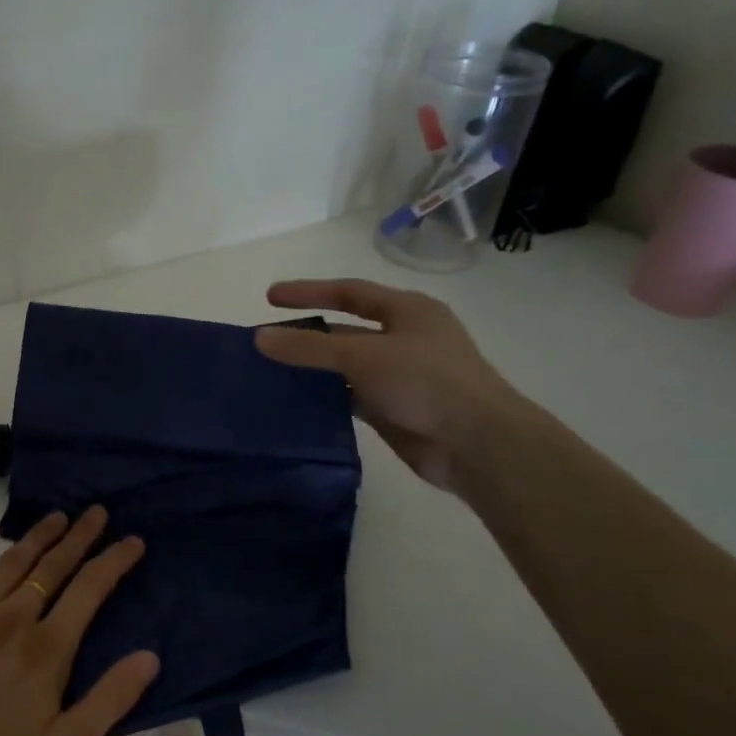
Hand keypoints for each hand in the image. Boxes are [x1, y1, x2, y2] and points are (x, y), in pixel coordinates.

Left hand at [0, 507, 156, 735]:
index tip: (132, 540)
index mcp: (47, 648)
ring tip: (55, 517)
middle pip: (53, 566)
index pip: (90, 589)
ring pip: (10, 562)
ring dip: (36, 536)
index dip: (114, 560)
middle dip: (79, 536)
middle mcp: (12, 619)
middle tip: (96, 511)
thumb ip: (110, 699)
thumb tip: (150, 656)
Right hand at [254, 278, 523, 493]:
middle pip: (344, 332)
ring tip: (270, 374)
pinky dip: (325, 398)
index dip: (309, 292)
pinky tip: (295, 403)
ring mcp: (399, 376)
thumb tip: (260, 337)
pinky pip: (350, 397)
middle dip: (306, 336)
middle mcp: (404, 339)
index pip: (349, 292)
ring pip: (345, 367)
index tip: (270, 297)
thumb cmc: (426, 382)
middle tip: (265, 344)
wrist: (476, 443)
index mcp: (407, 311)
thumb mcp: (363, 356)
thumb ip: (309, 348)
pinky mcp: (393, 409)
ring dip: (313, 370)